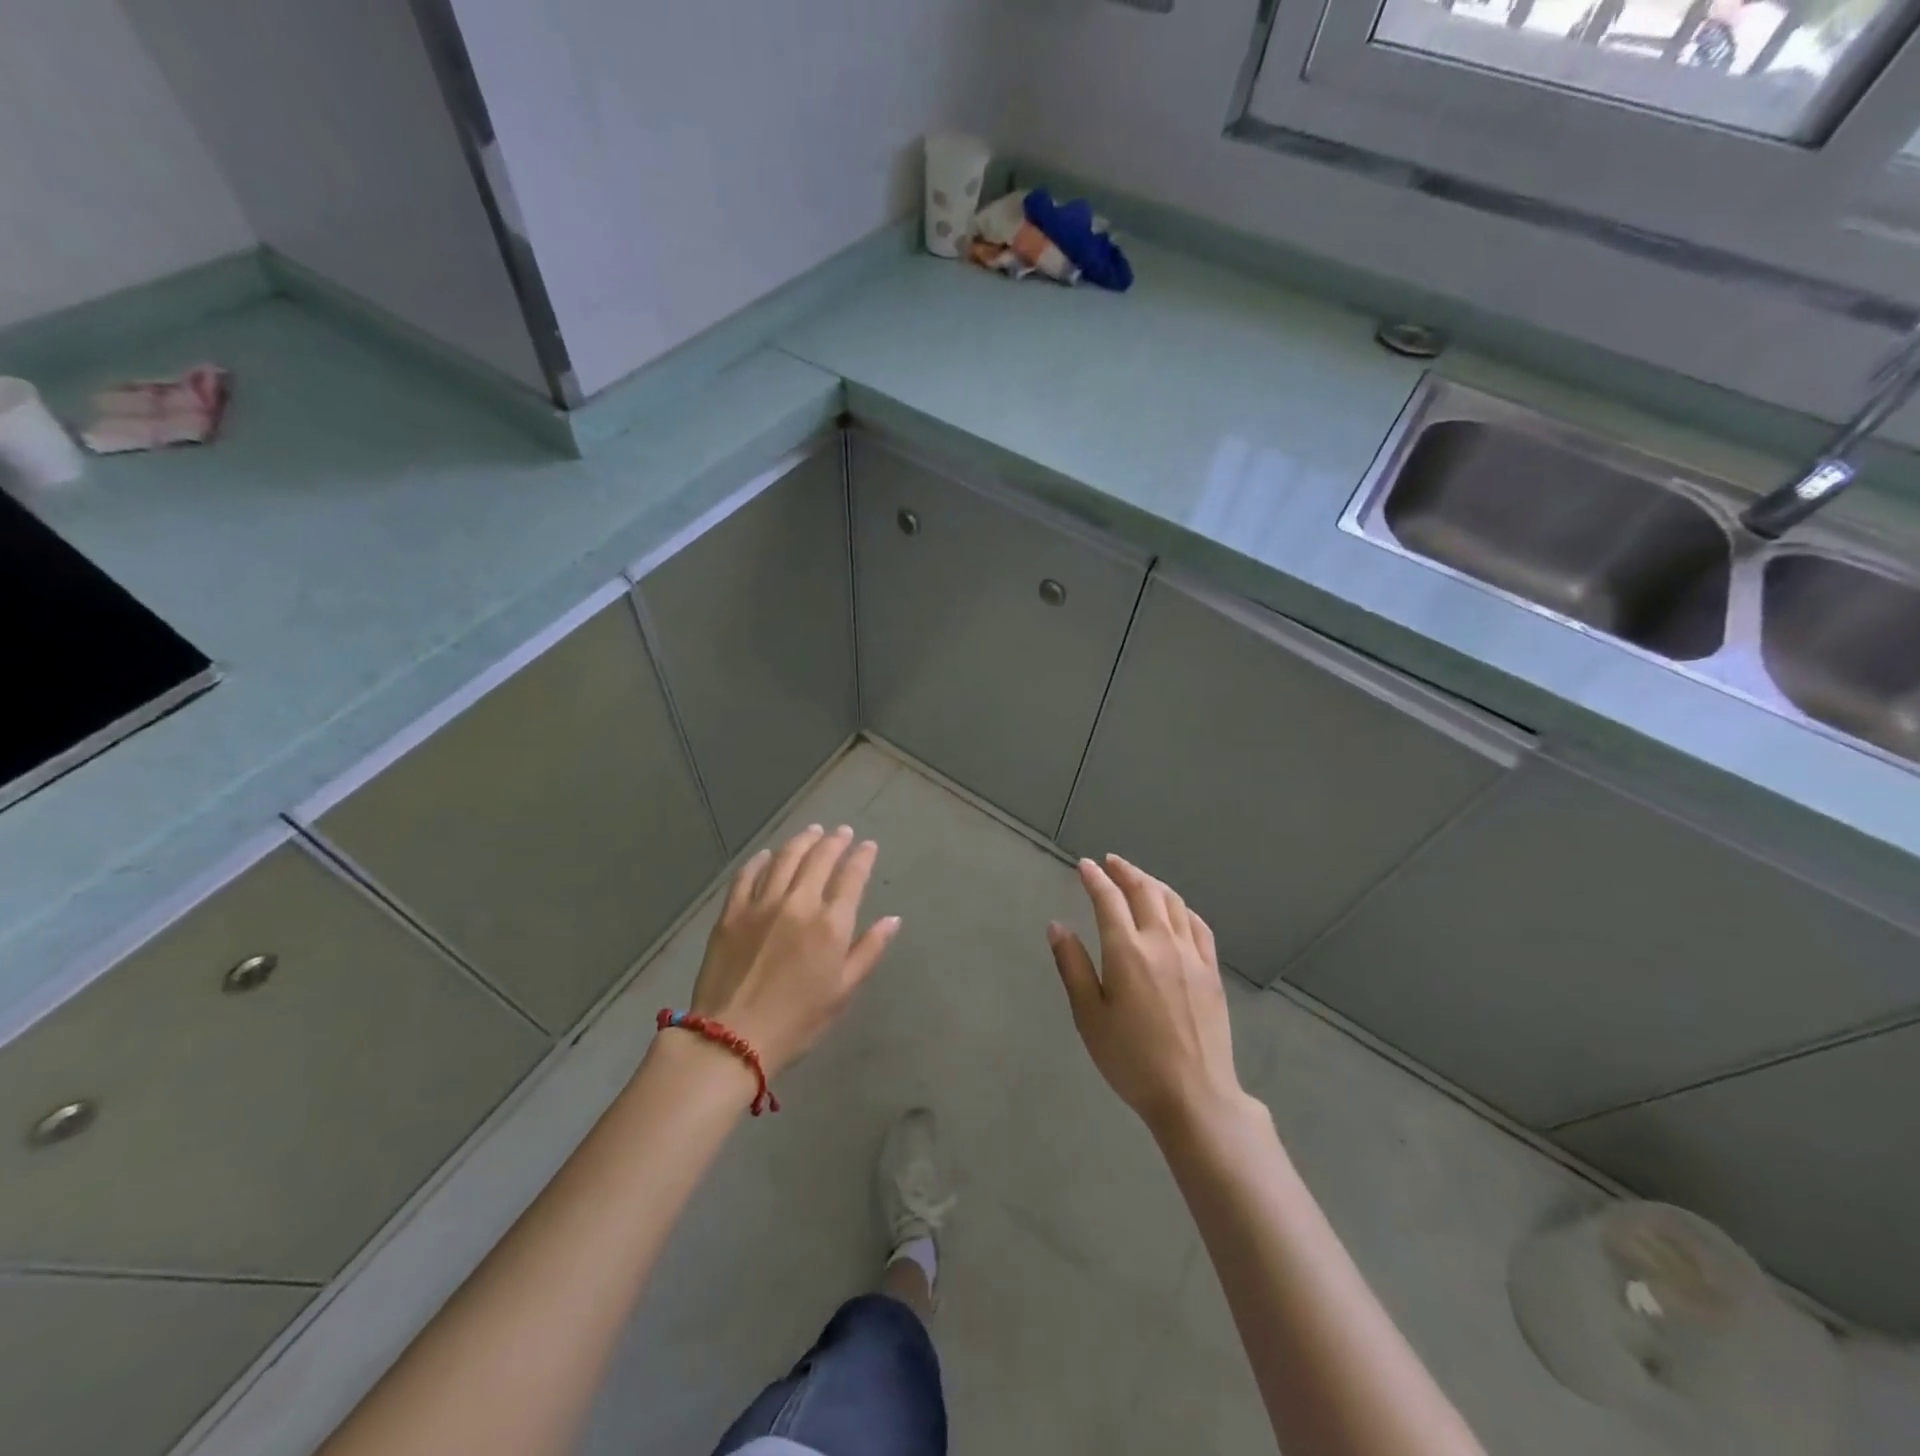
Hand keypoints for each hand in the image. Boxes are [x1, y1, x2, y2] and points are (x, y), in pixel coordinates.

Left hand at [687, 824, 900, 1076]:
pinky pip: (747, 875)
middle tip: (842, 832)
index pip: (851, 877)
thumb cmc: (797, 1021)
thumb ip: (868, 950)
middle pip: (819, 859)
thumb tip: (892, 920)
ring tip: (812, 831)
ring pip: (785, 858)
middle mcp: (798, 903)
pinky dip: (759, 860)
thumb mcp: (843, 991)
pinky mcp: (731, 912)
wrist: (732, 1038)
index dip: (862, 857)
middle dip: (834, 841)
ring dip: (802, 841)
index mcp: (830, 924)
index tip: (868, 845)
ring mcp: (762, 904)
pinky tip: (767, 854)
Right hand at [1047, 854, 1246, 1136]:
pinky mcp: (1212, 971)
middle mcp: (1161, 942)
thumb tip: (1057, 926)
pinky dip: (1182, 907)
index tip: (1084, 865)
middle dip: (1125, 871)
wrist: (1194, 1094)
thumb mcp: (1089, 1016)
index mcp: (1126, 951)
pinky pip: (1198, 925)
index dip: (1094, 879)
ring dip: (1152, 883)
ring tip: (1138, 878)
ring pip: (1173, 903)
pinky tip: (1176, 910)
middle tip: (1110, 862)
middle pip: (1144, 891)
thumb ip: (1072, 966)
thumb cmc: (1131, 1059)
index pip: (1108, 900)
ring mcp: (1192, 954)